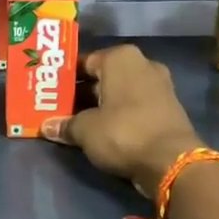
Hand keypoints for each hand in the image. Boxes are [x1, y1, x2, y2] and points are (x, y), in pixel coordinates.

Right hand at [42, 44, 200, 197]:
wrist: (172, 161)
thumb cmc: (123, 132)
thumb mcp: (85, 130)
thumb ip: (65, 124)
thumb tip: (47, 126)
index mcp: (121, 58)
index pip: (83, 61)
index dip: (64, 78)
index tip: (48, 92)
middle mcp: (142, 64)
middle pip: (102, 77)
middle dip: (81, 93)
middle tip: (57, 108)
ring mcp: (159, 86)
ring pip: (118, 93)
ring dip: (99, 106)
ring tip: (74, 121)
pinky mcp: (167, 108)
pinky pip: (134, 106)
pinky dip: (118, 115)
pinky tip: (101, 130)